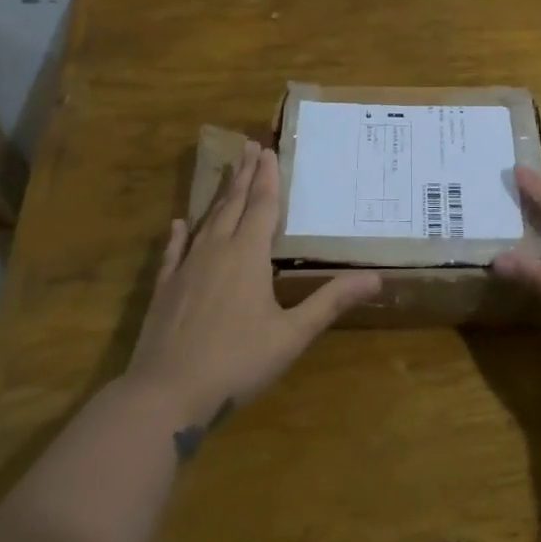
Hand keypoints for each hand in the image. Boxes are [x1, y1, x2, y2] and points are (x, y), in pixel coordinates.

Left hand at [126, 140, 379, 436]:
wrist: (165, 395)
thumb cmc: (237, 362)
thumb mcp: (292, 335)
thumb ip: (331, 302)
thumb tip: (376, 277)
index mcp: (248, 256)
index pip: (261, 207)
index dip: (267, 178)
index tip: (267, 150)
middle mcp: (216, 252)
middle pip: (232, 205)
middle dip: (243, 175)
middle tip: (247, 146)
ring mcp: (186, 270)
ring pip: (205, 222)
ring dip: (217, 196)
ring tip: (225, 173)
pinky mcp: (164, 290)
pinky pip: (173, 253)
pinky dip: (178, 236)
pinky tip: (178, 224)